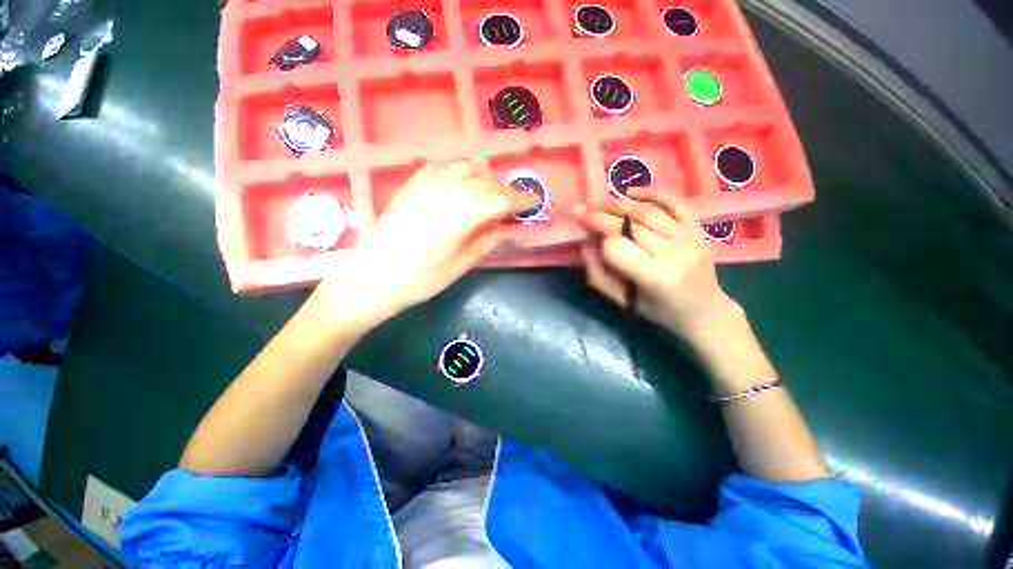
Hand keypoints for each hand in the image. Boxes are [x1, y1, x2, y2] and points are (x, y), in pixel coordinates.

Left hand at [318, 162, 537, 324]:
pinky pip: (441, 167)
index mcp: (463, 213)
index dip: (523, 200)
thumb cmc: (420, 279)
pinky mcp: (411, 184)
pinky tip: (459, 187)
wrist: (371, 278)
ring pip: (466, 168)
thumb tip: (514, 230)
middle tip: (514, 206)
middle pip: (487, 182)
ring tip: (489, 196)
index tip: (535, 203)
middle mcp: (448, 190)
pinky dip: (458, 173)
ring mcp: (426, 183)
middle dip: (506, 191)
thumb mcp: (461, 264)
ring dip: (484, 179)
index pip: (503, 199)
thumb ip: (489, 241)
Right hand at [573, 188, 737, 342]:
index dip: (596, 233)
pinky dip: (653, 193)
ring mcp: (688, 238)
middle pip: (631, 225)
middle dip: (601, 214)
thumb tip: (586, 243)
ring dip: (618, 203)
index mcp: (654, 277)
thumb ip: (598, 274)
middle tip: (579, 207)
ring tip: (597, 200)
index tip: (580, 226)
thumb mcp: (621, 301)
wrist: (703, 310)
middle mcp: (673, 253)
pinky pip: (675, 203)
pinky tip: (631, 191)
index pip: (617, 247)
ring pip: (648, 212)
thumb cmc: (657, 311)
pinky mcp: (696, 229)